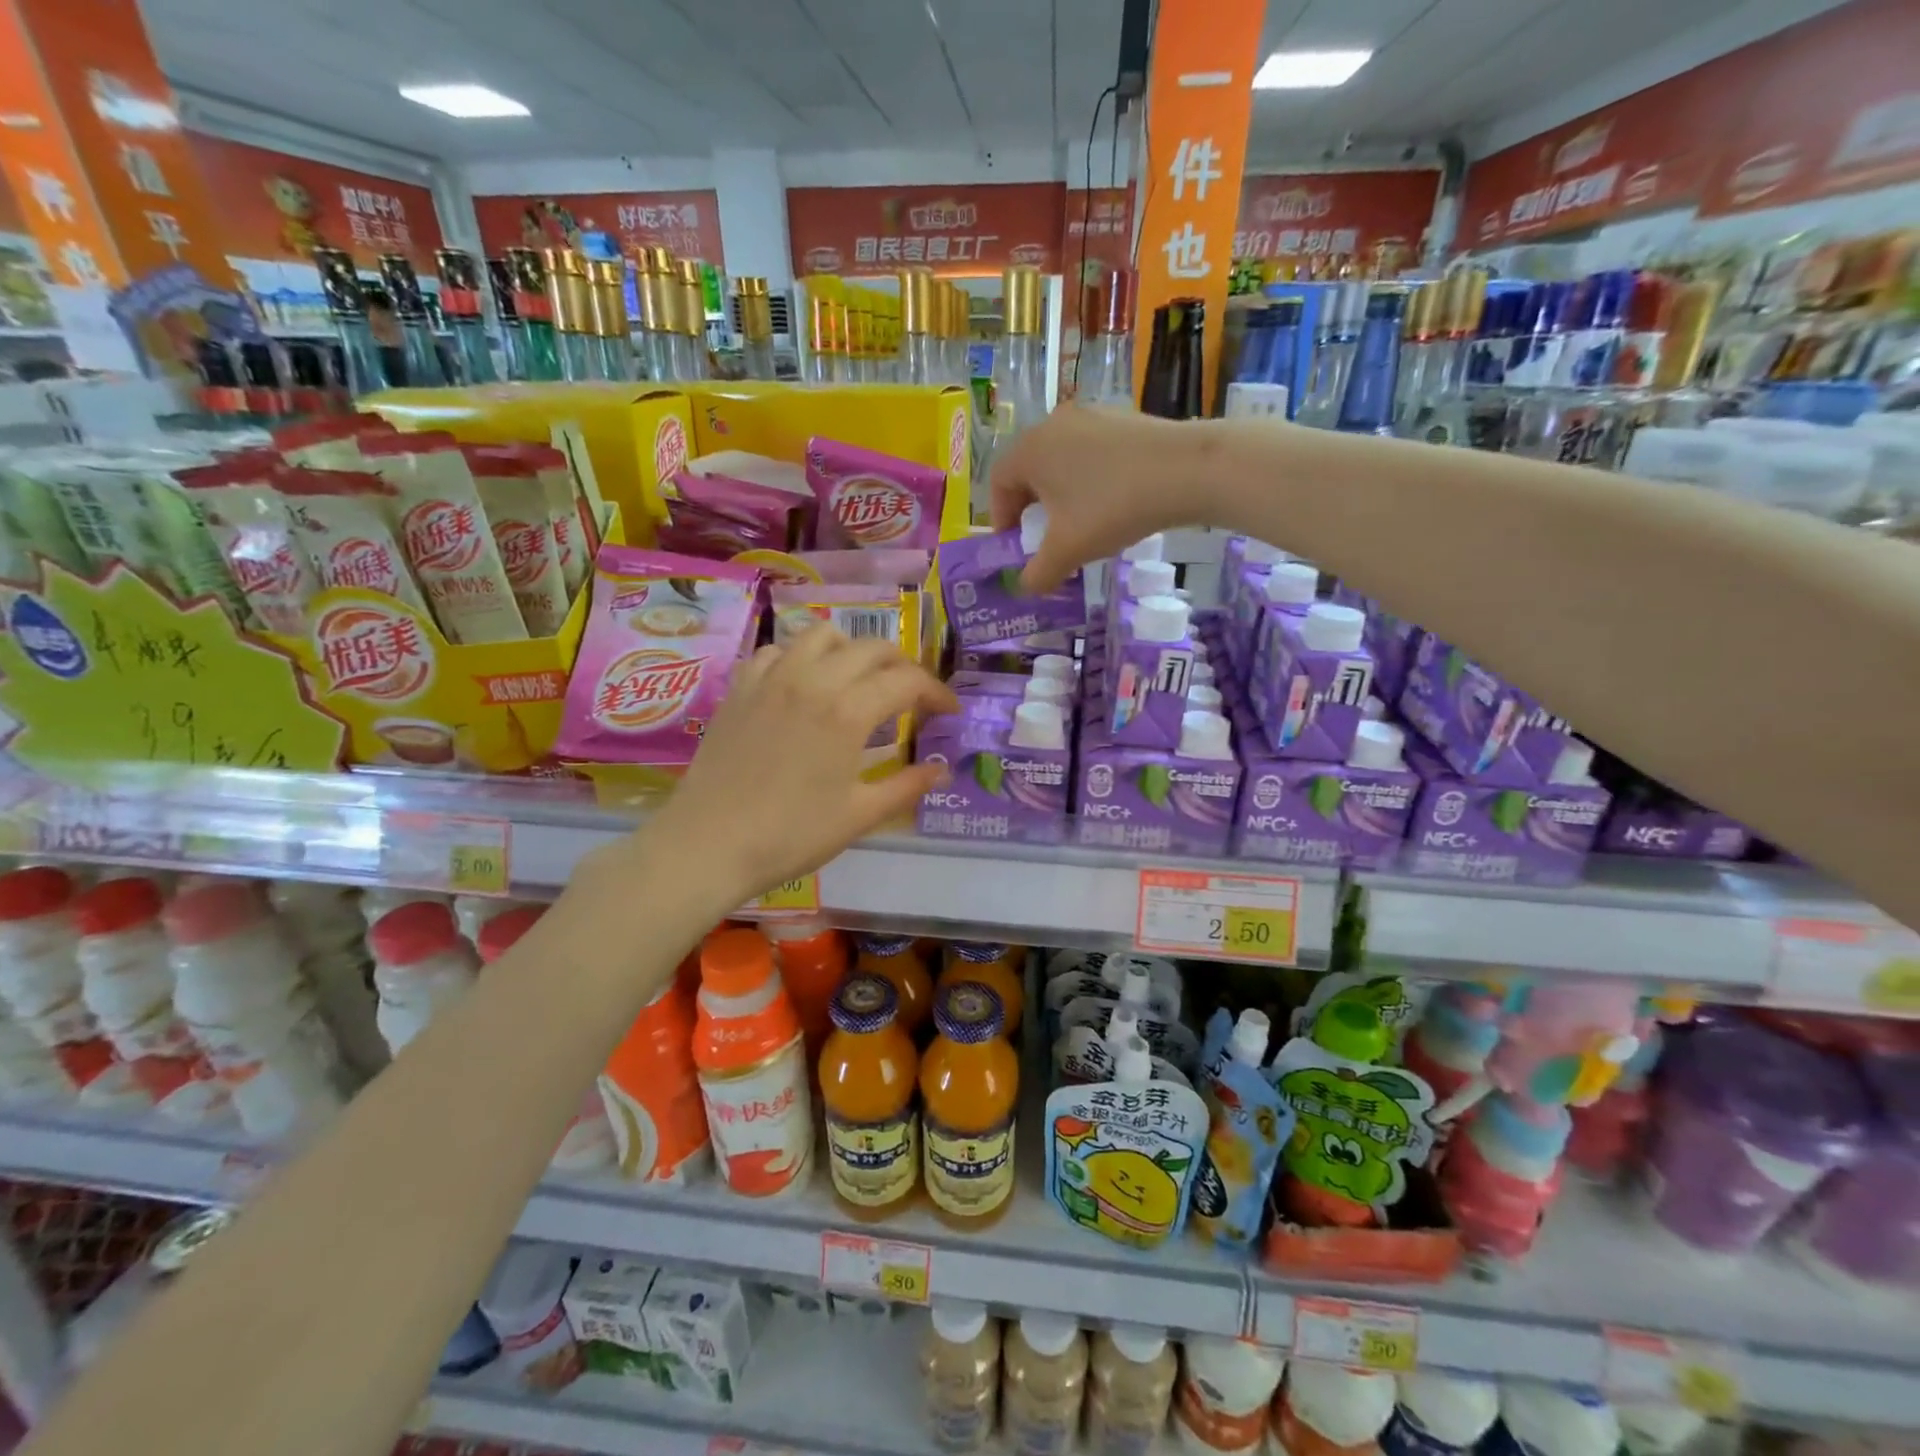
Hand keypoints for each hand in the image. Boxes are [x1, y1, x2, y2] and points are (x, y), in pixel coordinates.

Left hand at [635, 629, 958, 909]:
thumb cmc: (790, 835)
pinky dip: (801, 657)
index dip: (937, 693)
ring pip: (823, 634)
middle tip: (912, 697)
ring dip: (852, 649)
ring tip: (858, 680)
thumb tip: (942, 769)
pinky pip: (777, 650)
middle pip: (872, 647)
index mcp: (848, 711)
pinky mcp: (741, 686)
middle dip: (903, 666)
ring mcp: (772, 677)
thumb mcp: (858, 816)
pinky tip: (803, 685)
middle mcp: (813, 679)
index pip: (908, 681)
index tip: (949, 713)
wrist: (708, 844)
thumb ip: (906, 786)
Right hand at [989, 404, 1215, 592]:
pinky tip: (1111, 504)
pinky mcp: (1122, 419)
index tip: (1016, 547)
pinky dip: (1089, 481)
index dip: (1001, 519)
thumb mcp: (1068, 551)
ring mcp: (1091, 417)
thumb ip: (1038, 574)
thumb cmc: (1113, 507)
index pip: (998, 483)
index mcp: (1030, 449)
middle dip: (1031, 509)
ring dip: (1061, 496)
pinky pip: (1090, 454)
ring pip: (1061, 462)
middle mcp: (1053, 423)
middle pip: (1028, 470)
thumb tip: (1027, 586)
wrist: (1188, 471)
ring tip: (1079, 525)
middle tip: (1044, 539)